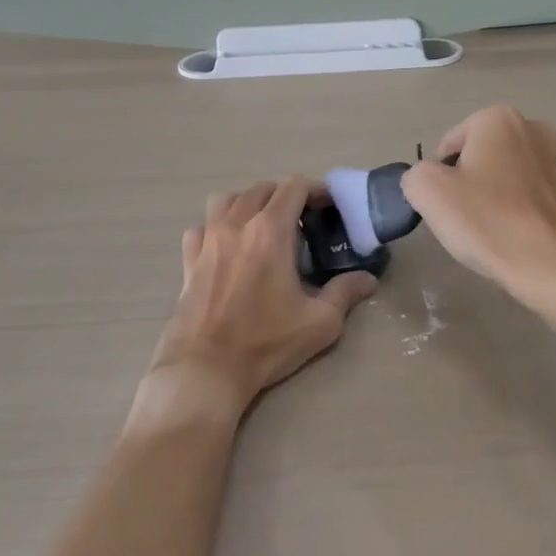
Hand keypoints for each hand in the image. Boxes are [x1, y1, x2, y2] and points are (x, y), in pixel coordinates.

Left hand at [146, 176, 376, 417]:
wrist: (205, 370)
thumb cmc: (265, 342)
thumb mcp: (319, 322)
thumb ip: (345, 293)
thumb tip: (367, 279)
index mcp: (270, 231)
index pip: (294, 186)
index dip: (315, 189)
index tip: (327, 207)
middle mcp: (237, 225)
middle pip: (262, 188)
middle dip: (285, 196)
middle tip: (301, 220)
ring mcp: (208, 240)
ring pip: (226, 199)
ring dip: (247, 203)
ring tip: (261, 225)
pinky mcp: (188, 260)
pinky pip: (201, 228)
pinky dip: (215, 228)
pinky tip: (225, 248)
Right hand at [401, 105, 555, 307]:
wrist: (549, 265)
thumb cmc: (487, 220)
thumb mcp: (428, 191)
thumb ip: (415, 173)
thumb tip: (427, 180)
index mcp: (497, 118)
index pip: (447, 147)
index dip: (438, 178)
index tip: (447, 206)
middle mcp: (529, 127)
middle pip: (473, 157)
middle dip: (464, 183)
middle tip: (463, 217)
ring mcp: (551, 157)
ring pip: (497, 175)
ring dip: (485, 197)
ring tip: (486, 228)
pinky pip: (519, 192)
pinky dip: (508, 209)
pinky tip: (507, 233)